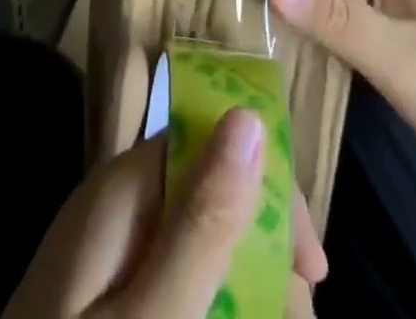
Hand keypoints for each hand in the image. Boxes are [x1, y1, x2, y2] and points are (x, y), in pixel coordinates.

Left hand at [4, 107, 326, 318]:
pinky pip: (169, 274)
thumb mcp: (152, 315)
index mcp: (126, 187)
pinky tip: (226, 317)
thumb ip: (201, 221)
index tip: (310, 268)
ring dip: (242, 283)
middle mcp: (119, 203)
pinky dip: (206, 298)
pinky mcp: (105, 292)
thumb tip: (248, 117)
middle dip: (262, 249)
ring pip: (196, 239)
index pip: (215, 141)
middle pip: (211, 192)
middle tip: (297, 318)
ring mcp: (108, 250)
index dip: (270, 190)